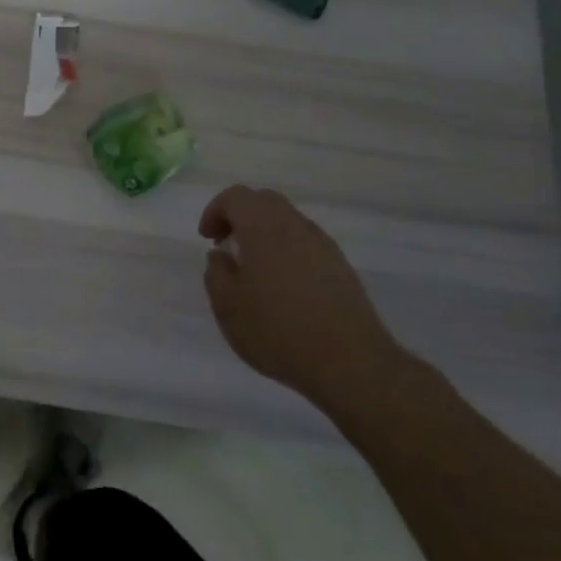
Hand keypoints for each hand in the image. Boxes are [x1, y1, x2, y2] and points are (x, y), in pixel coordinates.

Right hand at [199, 185, 406, 412]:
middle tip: (227, 245)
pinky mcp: (341, 267)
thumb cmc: (279, 332)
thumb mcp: (228, 307)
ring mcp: (323, 245)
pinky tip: (283, 285)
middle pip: (264, 201)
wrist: (352, 364)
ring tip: (254, 268)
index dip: (215, 211)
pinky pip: (306, 242)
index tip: (208, 240)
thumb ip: (216, 273)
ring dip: (265, 232)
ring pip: (288, 220)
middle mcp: (295, 227)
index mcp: (263, 229)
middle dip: (240, 215)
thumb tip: (221, 256)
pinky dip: (287, 249)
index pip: (236, 196)